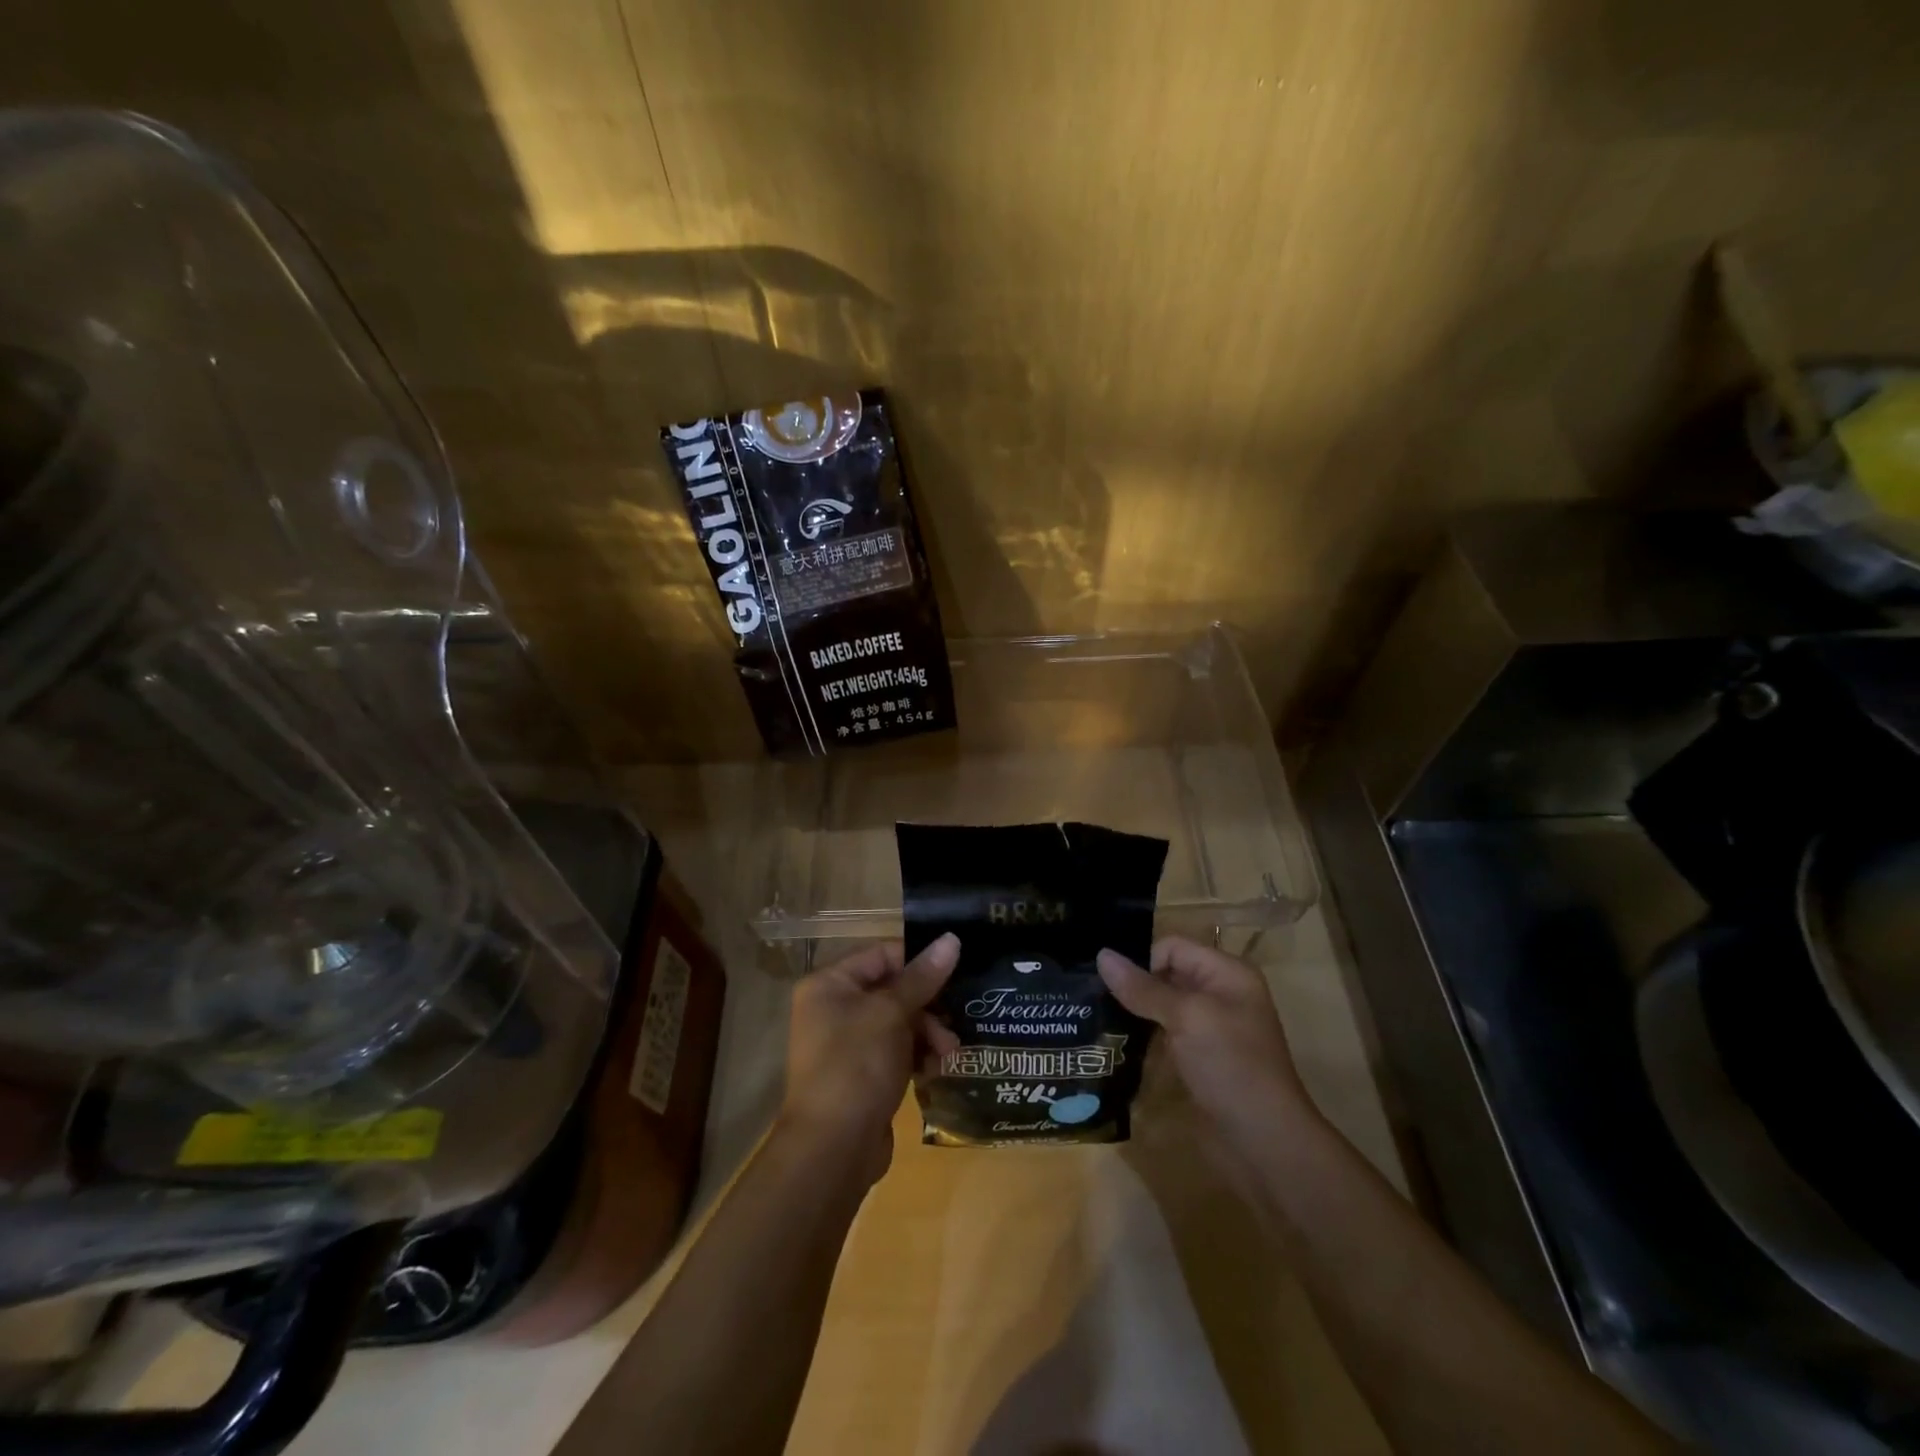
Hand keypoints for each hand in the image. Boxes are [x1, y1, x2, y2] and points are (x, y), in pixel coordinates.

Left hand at [779, 934, 960, 1185]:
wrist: (833, 1150)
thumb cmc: (856, 1065)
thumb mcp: (892, 1014)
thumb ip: (923, 977)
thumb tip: (952, 938)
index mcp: (829, 984)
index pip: (882, 954)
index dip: (919, 960)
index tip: (956, 970)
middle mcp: (833, 1008)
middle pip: (893, 989)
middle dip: (928, 1006)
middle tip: (955, 1021)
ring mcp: (847, 1044)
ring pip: (899, 1022)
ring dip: (928, 1033)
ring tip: (949, 1054)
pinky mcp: (862, 1074)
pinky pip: (896, 1051)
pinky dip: (918, 1055)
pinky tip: (936, 1070)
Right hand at [1097, 937, 1314, 1152]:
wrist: (1265, 1142)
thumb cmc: (1231, 1066)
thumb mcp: (1186, 1018)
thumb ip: (1143, 988)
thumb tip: (1101, 955)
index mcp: (1227, 973)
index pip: (1172, 947)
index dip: (1142, 961)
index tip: (1110, 984)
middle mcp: (1219, 994)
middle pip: (1166, 974)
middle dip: (1133, 985)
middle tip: (1092, 997)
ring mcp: (1210, 1029)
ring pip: (1162, 1007)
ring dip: (1134, 1012)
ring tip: (1095, 1018)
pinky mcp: (1199, 1059)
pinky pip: (1165, 1035)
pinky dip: (1143, 1037)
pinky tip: (1115, 1044)